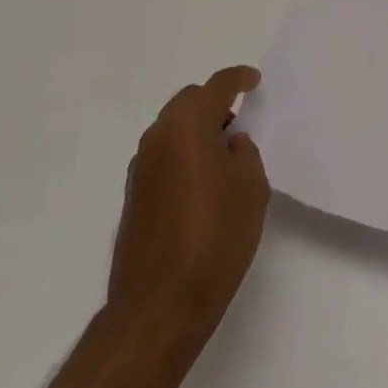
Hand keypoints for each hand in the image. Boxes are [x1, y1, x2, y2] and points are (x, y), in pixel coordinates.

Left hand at [107, 66, 270, 356]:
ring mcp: (140, 169)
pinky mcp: (133, 199)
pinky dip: (183, 156)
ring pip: (173, 130)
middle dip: (214, 103)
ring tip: (225, 154)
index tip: (254, 81)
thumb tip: (230, 144)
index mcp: (188, 126)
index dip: (239, 78)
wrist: (158, 308)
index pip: (217, 86)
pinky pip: (163, 157)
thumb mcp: (251, 188)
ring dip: (197, 131)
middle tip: (240, 120)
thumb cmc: (214, 238)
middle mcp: (158, 138)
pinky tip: (203, 183)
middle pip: (188, 102)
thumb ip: (244, 154)